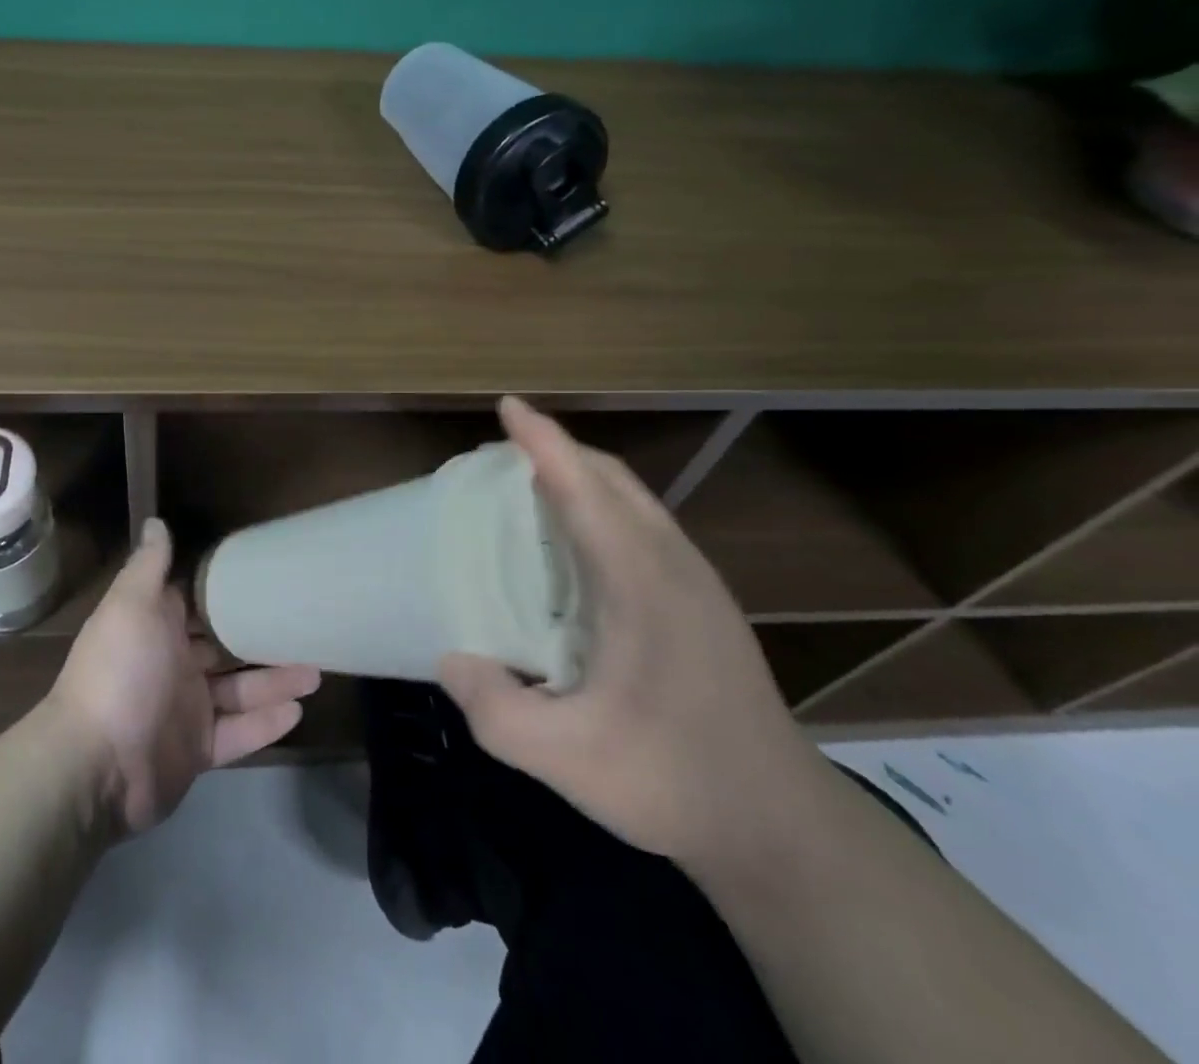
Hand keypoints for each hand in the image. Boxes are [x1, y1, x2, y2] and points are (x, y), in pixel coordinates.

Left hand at [46, 518, 321, 835]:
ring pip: (239, 691)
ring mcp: (186, 710)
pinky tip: (298, 711)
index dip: (227, 591)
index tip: (266, 576)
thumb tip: (156, 522)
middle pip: (225, 648)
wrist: (97, 765)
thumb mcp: (132, 605)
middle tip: (305, 627)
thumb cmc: (120, 671)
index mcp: (156, 628)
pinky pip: (239, 734)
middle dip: (261, 639)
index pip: (197, 603)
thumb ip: (149, 565)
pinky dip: (265, 724)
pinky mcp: (198, 751)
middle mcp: (172, 665)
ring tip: (317, 671)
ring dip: (275, 681)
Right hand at [438, 397, 831, 870]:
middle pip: (613, 480)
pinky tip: (576, 545)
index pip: (585, 489)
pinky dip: (603, 507)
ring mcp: (698, 583)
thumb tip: (450, 658)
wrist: (784, 830)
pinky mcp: (705, 603)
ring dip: (582, 477)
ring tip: (531, 488)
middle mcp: (674, 567)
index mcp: (642, 584)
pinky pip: (645, 526)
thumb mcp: (566, 759)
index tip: (508, 406)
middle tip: (503, 455)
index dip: (544, 441)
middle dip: (559, 451)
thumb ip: (495, 709)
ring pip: (634, 500)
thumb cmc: (673, 782)